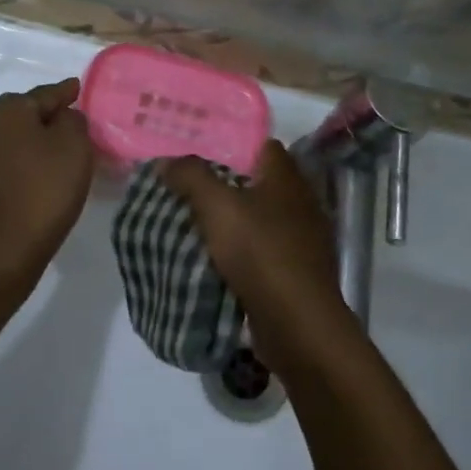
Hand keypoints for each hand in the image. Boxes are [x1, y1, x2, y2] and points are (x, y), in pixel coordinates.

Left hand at [0, 78, 93, 291]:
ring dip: (33, 139)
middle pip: (22, 112)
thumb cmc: (44, 191)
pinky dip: (23, 161)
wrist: (3, 250)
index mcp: (10, 112)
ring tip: (57, 150)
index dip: (65, 92)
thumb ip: (73, 121)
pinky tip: (38, 174)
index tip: (78, 89)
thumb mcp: (74, 147)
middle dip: (45, 113)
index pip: (44, 94)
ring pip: (12, 138)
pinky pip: (6, 161)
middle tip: (70, 120)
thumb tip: (64, 117)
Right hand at [161, 141, 360, 373]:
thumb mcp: (217, 207)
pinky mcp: (299, 273)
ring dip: (236, 222)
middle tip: (190, 189)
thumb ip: (191, 177)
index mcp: (288, 180)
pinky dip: (245, 253)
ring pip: (263, 220)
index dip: (234, 146)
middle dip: (229, 186)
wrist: (298, 323)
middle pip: (262, 184)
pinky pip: (266, 253)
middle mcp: (302, 204)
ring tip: (197, 224)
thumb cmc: (260, 252)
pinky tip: (218, 261)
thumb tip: (166, 160)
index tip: (201, 153)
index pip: (265, 147)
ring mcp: (305, 241)